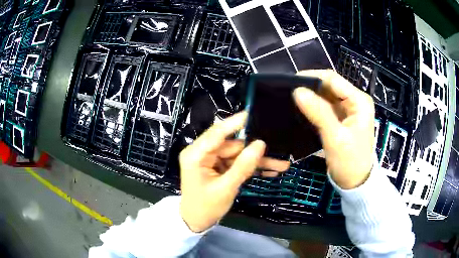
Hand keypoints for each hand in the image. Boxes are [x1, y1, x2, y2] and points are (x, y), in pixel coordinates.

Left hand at [179, 112, 289, 232]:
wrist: (196, 221)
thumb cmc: (205, 207)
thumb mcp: (226, 188)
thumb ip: (243, 166)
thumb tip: (260, 144)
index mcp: (196, 155)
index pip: (217, 133)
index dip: (236, 122)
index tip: (253, 113)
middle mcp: (203, 153)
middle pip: (233, 145)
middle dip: (256, 151)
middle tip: (280, 151)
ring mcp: (212, 160)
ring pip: (238, 155)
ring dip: (258, 161)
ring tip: (281, 165)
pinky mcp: (218, 167)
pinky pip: (237, 163)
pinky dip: (252, 168)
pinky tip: (270, 171)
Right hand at [294, 70, 374, 188]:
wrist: (355, 182)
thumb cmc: (349, 161)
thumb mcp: (335, 137)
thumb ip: (318, 112)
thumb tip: (297, 91)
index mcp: (359, 101)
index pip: (333, 79)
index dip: (311, 77)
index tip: (290, 83)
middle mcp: (355, 100)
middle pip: (329, 86)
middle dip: (310, 86)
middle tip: (288, 92)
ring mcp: (348, 109)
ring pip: (326, 95)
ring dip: (311, 96)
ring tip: (291, 99)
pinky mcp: (342, 117)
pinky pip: (326, 106)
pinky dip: (314, 106)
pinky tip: (301, 109)